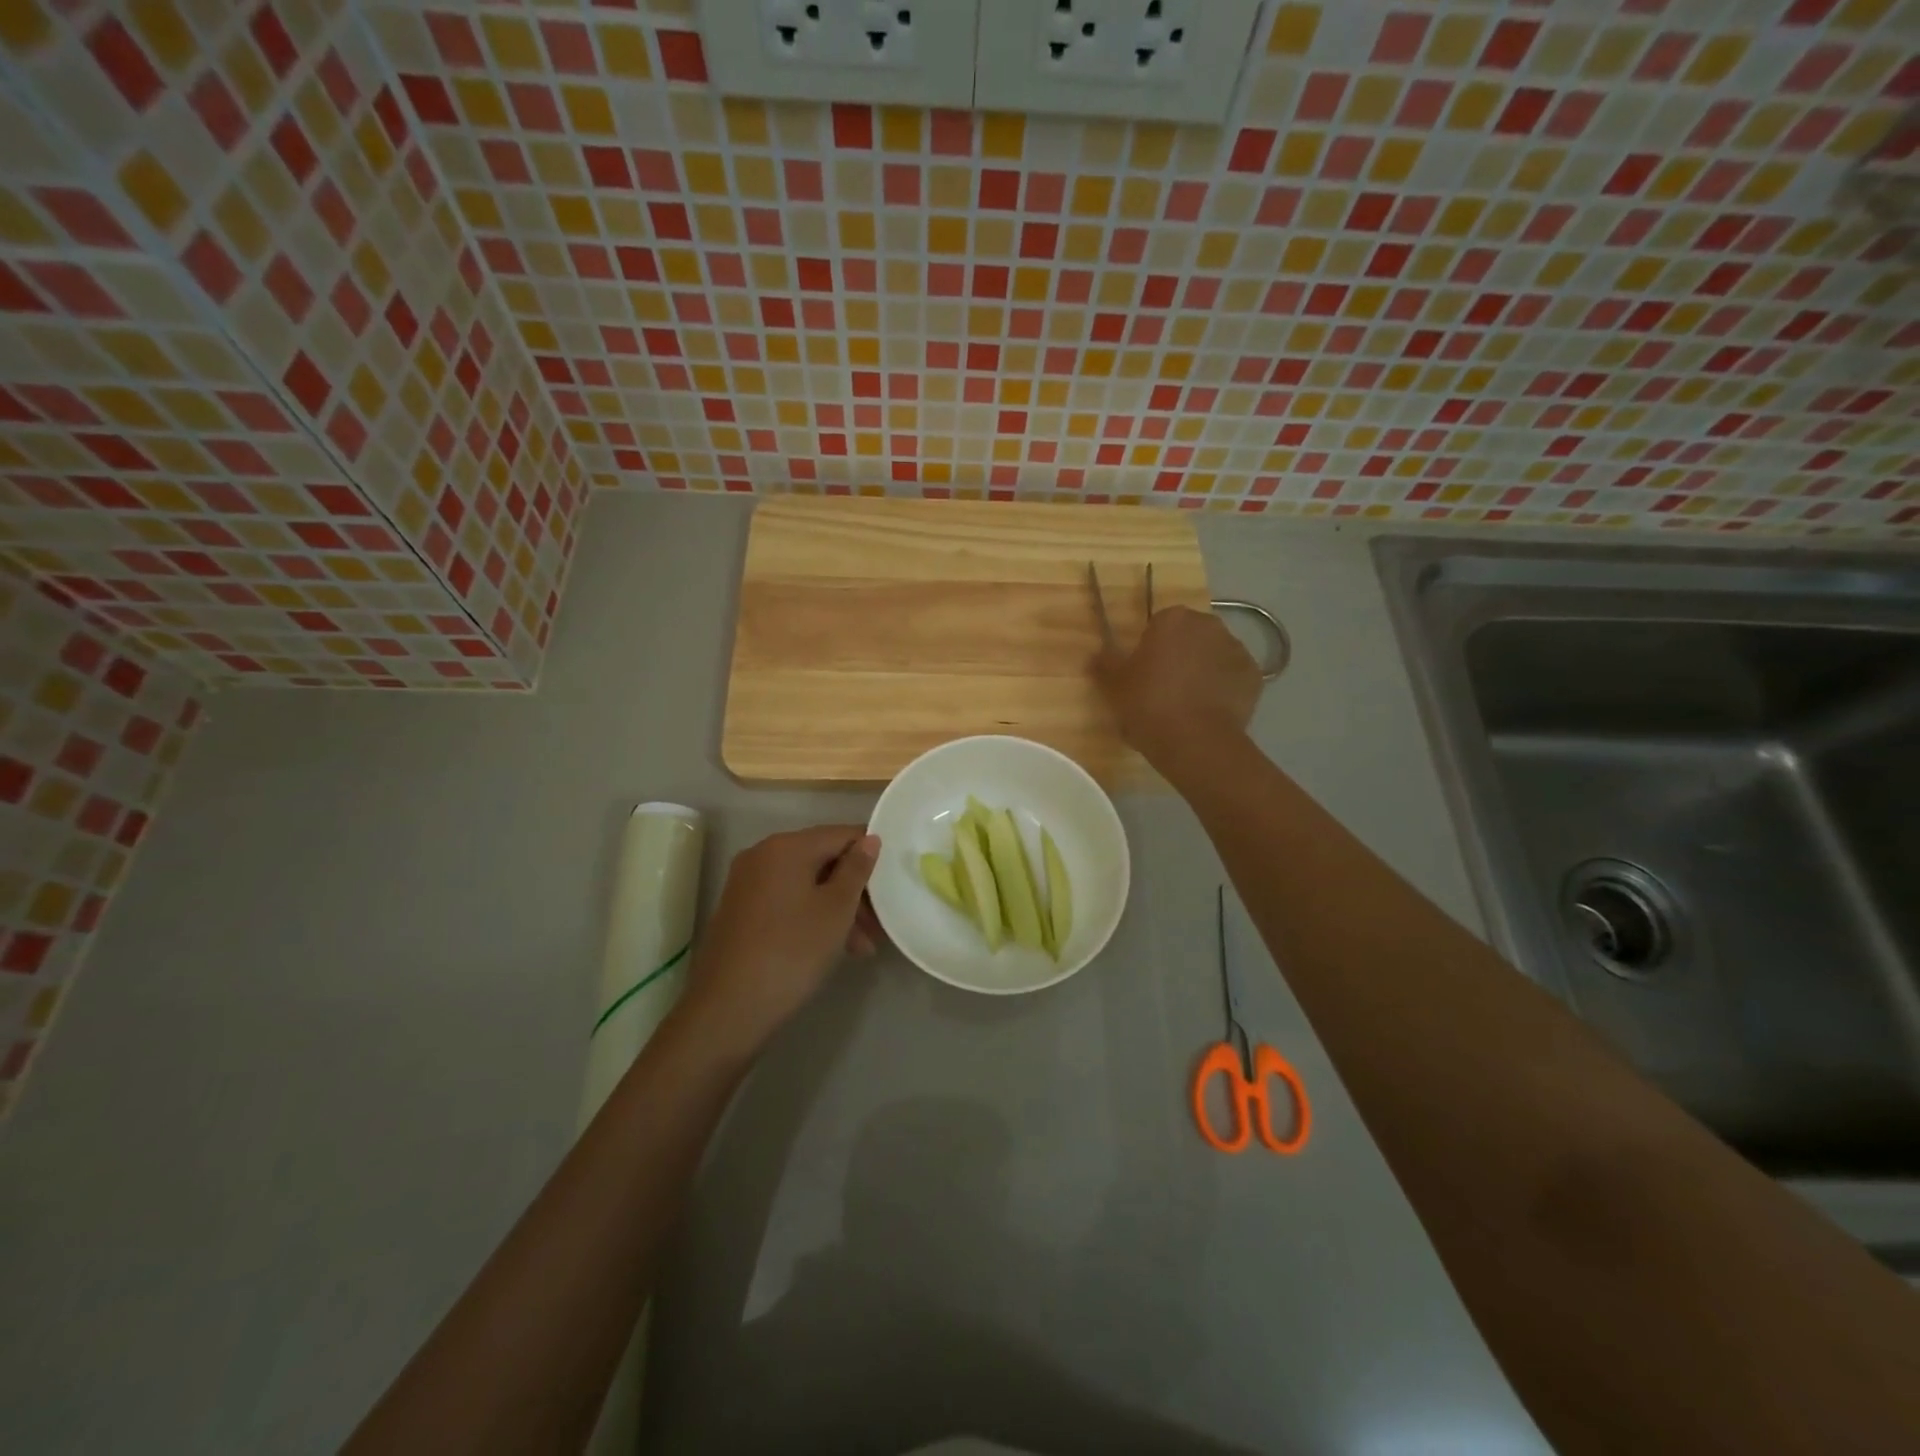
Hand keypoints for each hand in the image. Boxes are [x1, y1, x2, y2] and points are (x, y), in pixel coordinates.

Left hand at [680, 825, 881, 1056]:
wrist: (727, 1008)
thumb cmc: (792, 951)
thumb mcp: (836, 909)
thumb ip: (857, 869)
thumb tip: (870, 839)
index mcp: (786, 846)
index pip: (841, 834)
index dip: (871, 853)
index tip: (893, 882)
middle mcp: (762, 854)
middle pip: (822, 859)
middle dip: (854, 889)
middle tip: (879, 924)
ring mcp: (747, 883)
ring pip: (806, 884)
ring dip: (837, 908)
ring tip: (862, 946)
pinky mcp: (740, 910)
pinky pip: (787, 900)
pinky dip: (812, 916)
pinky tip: (833, 947)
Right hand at [1093, 605, 1261, 766]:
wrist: (1195, 742)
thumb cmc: (1149, 705)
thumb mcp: (1114, 686)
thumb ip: (1105, 663)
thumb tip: (1097, 653)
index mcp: (1173, 620)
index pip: (1159, 625)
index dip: (1151, 649)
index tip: (1144, 674)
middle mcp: (1209, 625)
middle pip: (1190, 637)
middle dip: (1180, 655)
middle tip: (1164, 689)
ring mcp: (1237, 649)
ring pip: (1214, 656)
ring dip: (1203, 671)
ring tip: (1188, 705)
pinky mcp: (1254, 677)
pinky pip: (1233, 678)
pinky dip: (1224, 690)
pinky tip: (1209, 713)